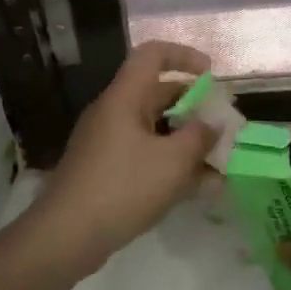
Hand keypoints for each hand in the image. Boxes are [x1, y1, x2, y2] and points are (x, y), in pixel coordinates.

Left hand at [28, 40, 217, 272]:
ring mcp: (106, 142)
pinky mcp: (104, 169)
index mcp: (124, 98)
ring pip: (153, 128)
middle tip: (223, 124)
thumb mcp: (173, 161)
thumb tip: (213, 122)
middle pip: (156, 93)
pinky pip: (144, 153)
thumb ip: (200, 137)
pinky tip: (196, 187)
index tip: (211, 74)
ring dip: (185, 139)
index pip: (152, 54)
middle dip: (194, 105)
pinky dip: (169, 161)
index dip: (184, 56)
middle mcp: (113, 112)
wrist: (66, 235)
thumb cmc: (123, 187)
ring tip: (218, 160)